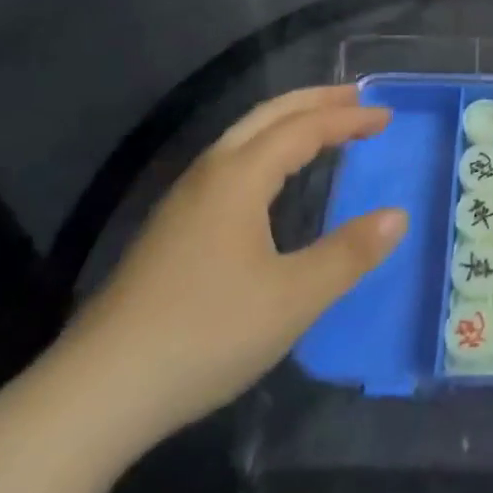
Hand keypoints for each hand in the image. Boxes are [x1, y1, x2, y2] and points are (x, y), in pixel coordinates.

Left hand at [51, 85, 404, 445]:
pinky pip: (228, 162)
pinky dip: (265, 148)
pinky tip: (268, 180)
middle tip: (357, 98)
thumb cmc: (205, 335)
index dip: (348, 119)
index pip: (304, 128)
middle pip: (267, 116)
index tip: (387, 117)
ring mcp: (181, 201)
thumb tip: (398, 216)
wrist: (95, 395)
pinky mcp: (168, 230)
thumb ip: (349, 253)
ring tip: (320, 127)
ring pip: (242, 137)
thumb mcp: (294, 298)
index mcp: (239, 177)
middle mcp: (209, 175)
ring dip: (287, 122)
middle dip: (315, 101)